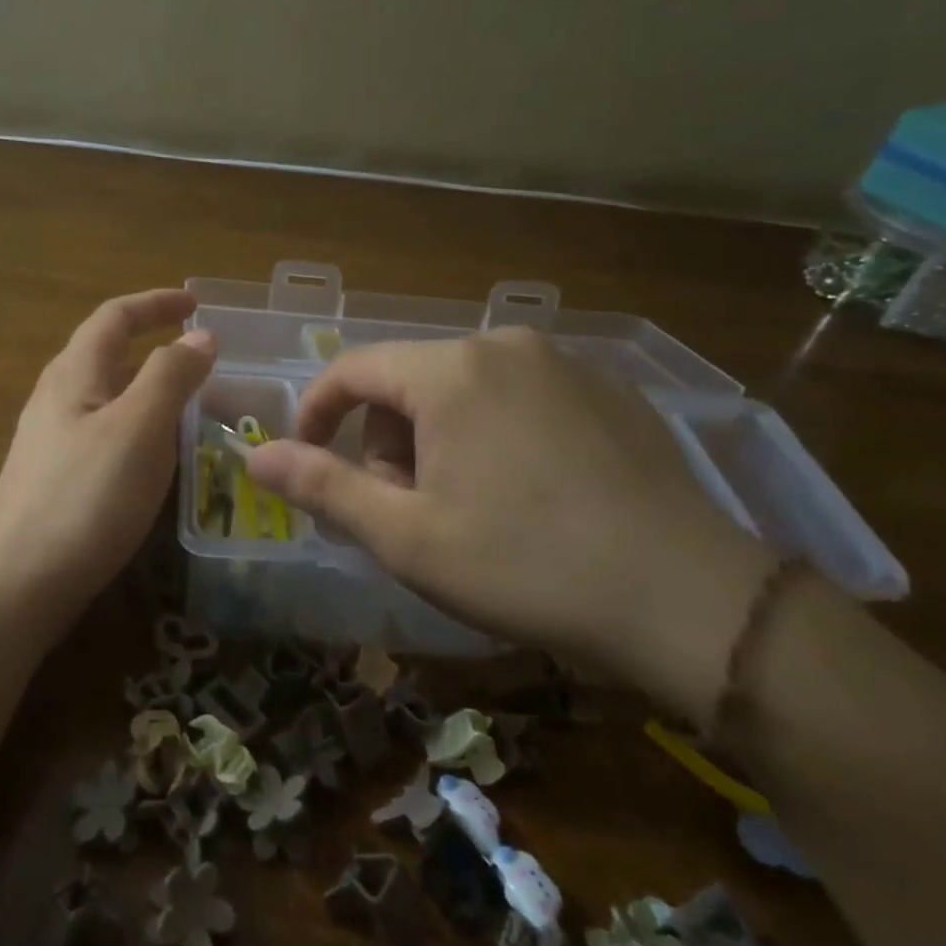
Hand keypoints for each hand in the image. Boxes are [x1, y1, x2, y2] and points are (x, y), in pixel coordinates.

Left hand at [0, 289, 214, 619]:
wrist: (18, 582)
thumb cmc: (85, 497)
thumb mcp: (139, 428)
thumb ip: (171, 376)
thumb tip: (201, 337)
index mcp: (74, 373)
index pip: (115, 316)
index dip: (156, 304)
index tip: (196, 305)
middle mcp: (57, 397)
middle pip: (106, 352)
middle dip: (152, 344)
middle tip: (199, 358)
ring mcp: (51, 439)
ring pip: (106, 395)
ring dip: (146, 387)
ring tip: (188, 404)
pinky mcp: (55, 476)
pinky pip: (103, 431)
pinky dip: (137, 426)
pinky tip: (154, 456)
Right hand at [246, 328, 774, 722]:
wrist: (690, 599)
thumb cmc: (526, 565)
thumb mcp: (407, 536)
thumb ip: (323, 487)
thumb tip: (255, 457)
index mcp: (450, 371)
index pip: (352, 370)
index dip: (316, 414)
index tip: (307, 462)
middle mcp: (504, 345)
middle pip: (408, 382)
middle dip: (386, 441)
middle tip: (405, 511)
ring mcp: (564, 363)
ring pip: (462, 389)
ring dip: (437, 441)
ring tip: (464, 509)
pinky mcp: (607, 390)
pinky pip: (517, 397)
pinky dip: (492, 435)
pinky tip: (524, 496)